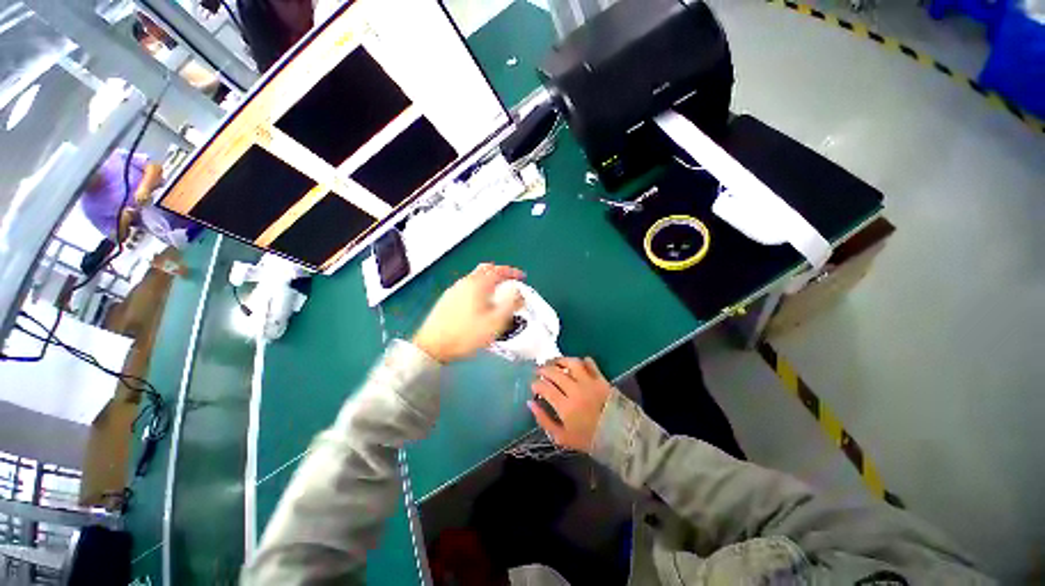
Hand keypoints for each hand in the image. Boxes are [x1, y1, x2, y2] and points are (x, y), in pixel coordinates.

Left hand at [412, 263, 524, 362]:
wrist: (433, 346)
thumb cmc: (467, 334)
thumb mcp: (495, 322)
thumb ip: (510, 305)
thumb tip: (519, 293)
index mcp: (478, 284)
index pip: (499, 270)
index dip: (512, 272)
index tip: (521, 277)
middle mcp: (465, 282)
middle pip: (485, 269)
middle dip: (500, 272)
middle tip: (509, 282)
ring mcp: (454, 289)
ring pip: (475, 277)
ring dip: (489, 280)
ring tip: (498, 293)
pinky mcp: (447, 298)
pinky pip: (468, 286)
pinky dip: (479, 287)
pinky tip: (480, 301)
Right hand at [529, 357, 612, 452]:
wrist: (620, 437)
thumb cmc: (588, 439)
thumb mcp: (562, 437)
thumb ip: (544, 420)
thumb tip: (531, 403)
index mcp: (565, 407)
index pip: (545, 388)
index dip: (536, 384)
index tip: (533, 385)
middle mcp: (575, 390)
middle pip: (555, 372)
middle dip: (543, 369)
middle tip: (539, 371)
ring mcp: (589, 382)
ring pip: (571, 363)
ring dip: (560, 360)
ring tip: (554, 362)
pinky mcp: (601, 379)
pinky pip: (590, 363)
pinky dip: (581, 361)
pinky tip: (576, 364)